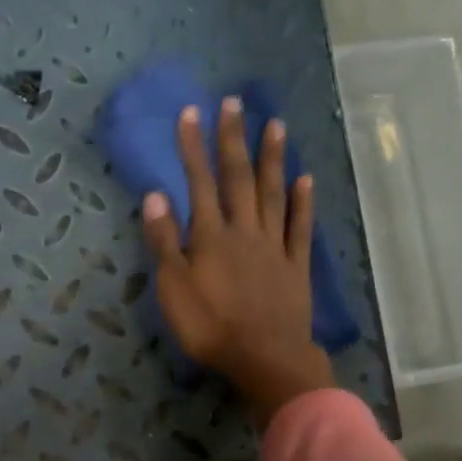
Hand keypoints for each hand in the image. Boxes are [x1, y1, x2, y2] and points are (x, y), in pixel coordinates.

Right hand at [142, 97, 334, 425]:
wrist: (265, 357)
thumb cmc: (210, 328)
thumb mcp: (174, 289)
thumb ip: (164, 242)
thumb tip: (155, 195)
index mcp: (211, 237)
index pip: (199, 184)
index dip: (193, 147)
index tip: (191, 112)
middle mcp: (244, 231)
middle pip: (238, 179)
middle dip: (233, 140)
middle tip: (235, 103)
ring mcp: (274, 247)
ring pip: (273, 194)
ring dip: (272, 159)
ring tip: (276, 125)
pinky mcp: (296, 266)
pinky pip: (299, 228)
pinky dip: (302, 202)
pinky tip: (305, 179)